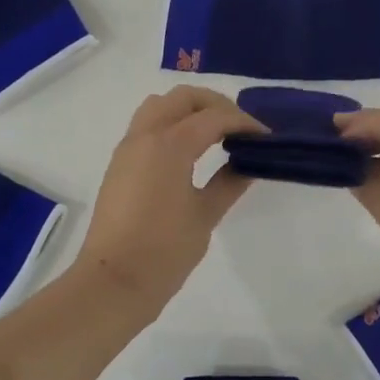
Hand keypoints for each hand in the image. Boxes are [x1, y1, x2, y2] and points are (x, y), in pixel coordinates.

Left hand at [74, 86, 263, 316]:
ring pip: (159, 106)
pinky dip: (171, 124)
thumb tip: (247, 163)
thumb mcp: (205, 215)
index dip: (244, 123)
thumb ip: (229, 182)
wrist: (113, 281)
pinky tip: (190, 151)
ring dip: (189, 110)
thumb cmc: (164, 250)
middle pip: (183, 98)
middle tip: (240, 128)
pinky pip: (146, 126)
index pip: (214, 117)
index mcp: (170, 144)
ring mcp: (128, 148)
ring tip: (214, 134)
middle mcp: (145, 136)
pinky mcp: (119, 164)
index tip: (265, 138)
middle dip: (215, 105)